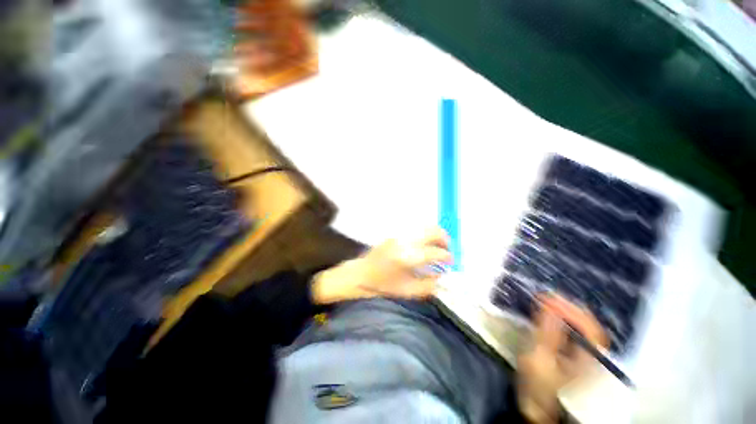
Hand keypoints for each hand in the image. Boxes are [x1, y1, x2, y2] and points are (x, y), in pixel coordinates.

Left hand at [311, 227, 452, 303]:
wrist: (360, 274)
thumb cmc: (383, 286)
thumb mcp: (408, 291)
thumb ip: (430, 285)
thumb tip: (445, 277)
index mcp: (408, 258)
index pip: (435, 252)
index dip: (447, 257)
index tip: (451, 262)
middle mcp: (405, 242)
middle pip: (432, 231)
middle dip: (444, 239)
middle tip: (447, 250)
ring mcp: (399, 234)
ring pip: (424, 226)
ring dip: (435, 234)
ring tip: (438, 245)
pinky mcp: (395, 233)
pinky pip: (415, 228)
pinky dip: (425, 233)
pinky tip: (425, 243)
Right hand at [516, 294, 607, 423]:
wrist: (540, 412)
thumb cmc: (539, 388)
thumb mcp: (538, 361)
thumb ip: (546, 334)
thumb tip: (549, 307)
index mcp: (587, 359)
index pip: (589, 328)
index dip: (570, 309)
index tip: (547, 297)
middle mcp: (593, 356)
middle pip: (590, 326)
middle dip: (569, 307)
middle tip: (547, 296)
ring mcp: (587, 358)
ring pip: (585, 329)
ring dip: (568, 312)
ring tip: (549, 302)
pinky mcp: (579, 358)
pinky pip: (578, 333)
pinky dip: (566, 321)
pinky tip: (554, 316)